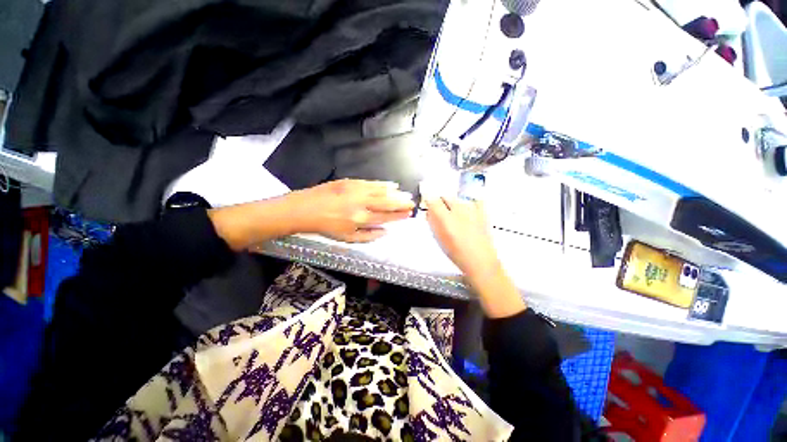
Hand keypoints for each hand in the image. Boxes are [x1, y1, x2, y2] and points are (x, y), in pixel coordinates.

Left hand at [289, 179, 414, 242]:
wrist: (306, 209)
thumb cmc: (326, 226)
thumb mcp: (347, 238)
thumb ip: (368, 236)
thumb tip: (386, 232)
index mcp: (360, 219)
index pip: (386, 217)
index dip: (399, 215)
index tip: (408, 214)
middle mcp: (361, 203)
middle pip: (387, 203)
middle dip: (401, 203)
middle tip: (412, 203)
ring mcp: (356, 190)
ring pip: (381, 191)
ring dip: (395, 193)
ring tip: (405, 194)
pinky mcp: (350, 182)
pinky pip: (371, 183)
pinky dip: (383, 184)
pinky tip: (391, 185)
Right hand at [425, 197, 499, 280]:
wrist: (480, 260)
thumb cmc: (456, 253)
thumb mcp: (439, 238)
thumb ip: (433, 222)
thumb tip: (429, 212)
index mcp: (444, 218)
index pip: (432, 200)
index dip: (429, 201)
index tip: (428, 205)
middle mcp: (458, 209)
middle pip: (445, 196)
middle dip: (441, 202)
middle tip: (441, 213)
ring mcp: (472, 209)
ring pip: (458, 199)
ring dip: (454, 204)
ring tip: (456, 217)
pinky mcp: (483, 212)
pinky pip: (474, 201)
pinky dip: (469, 205)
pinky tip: (469, 213)